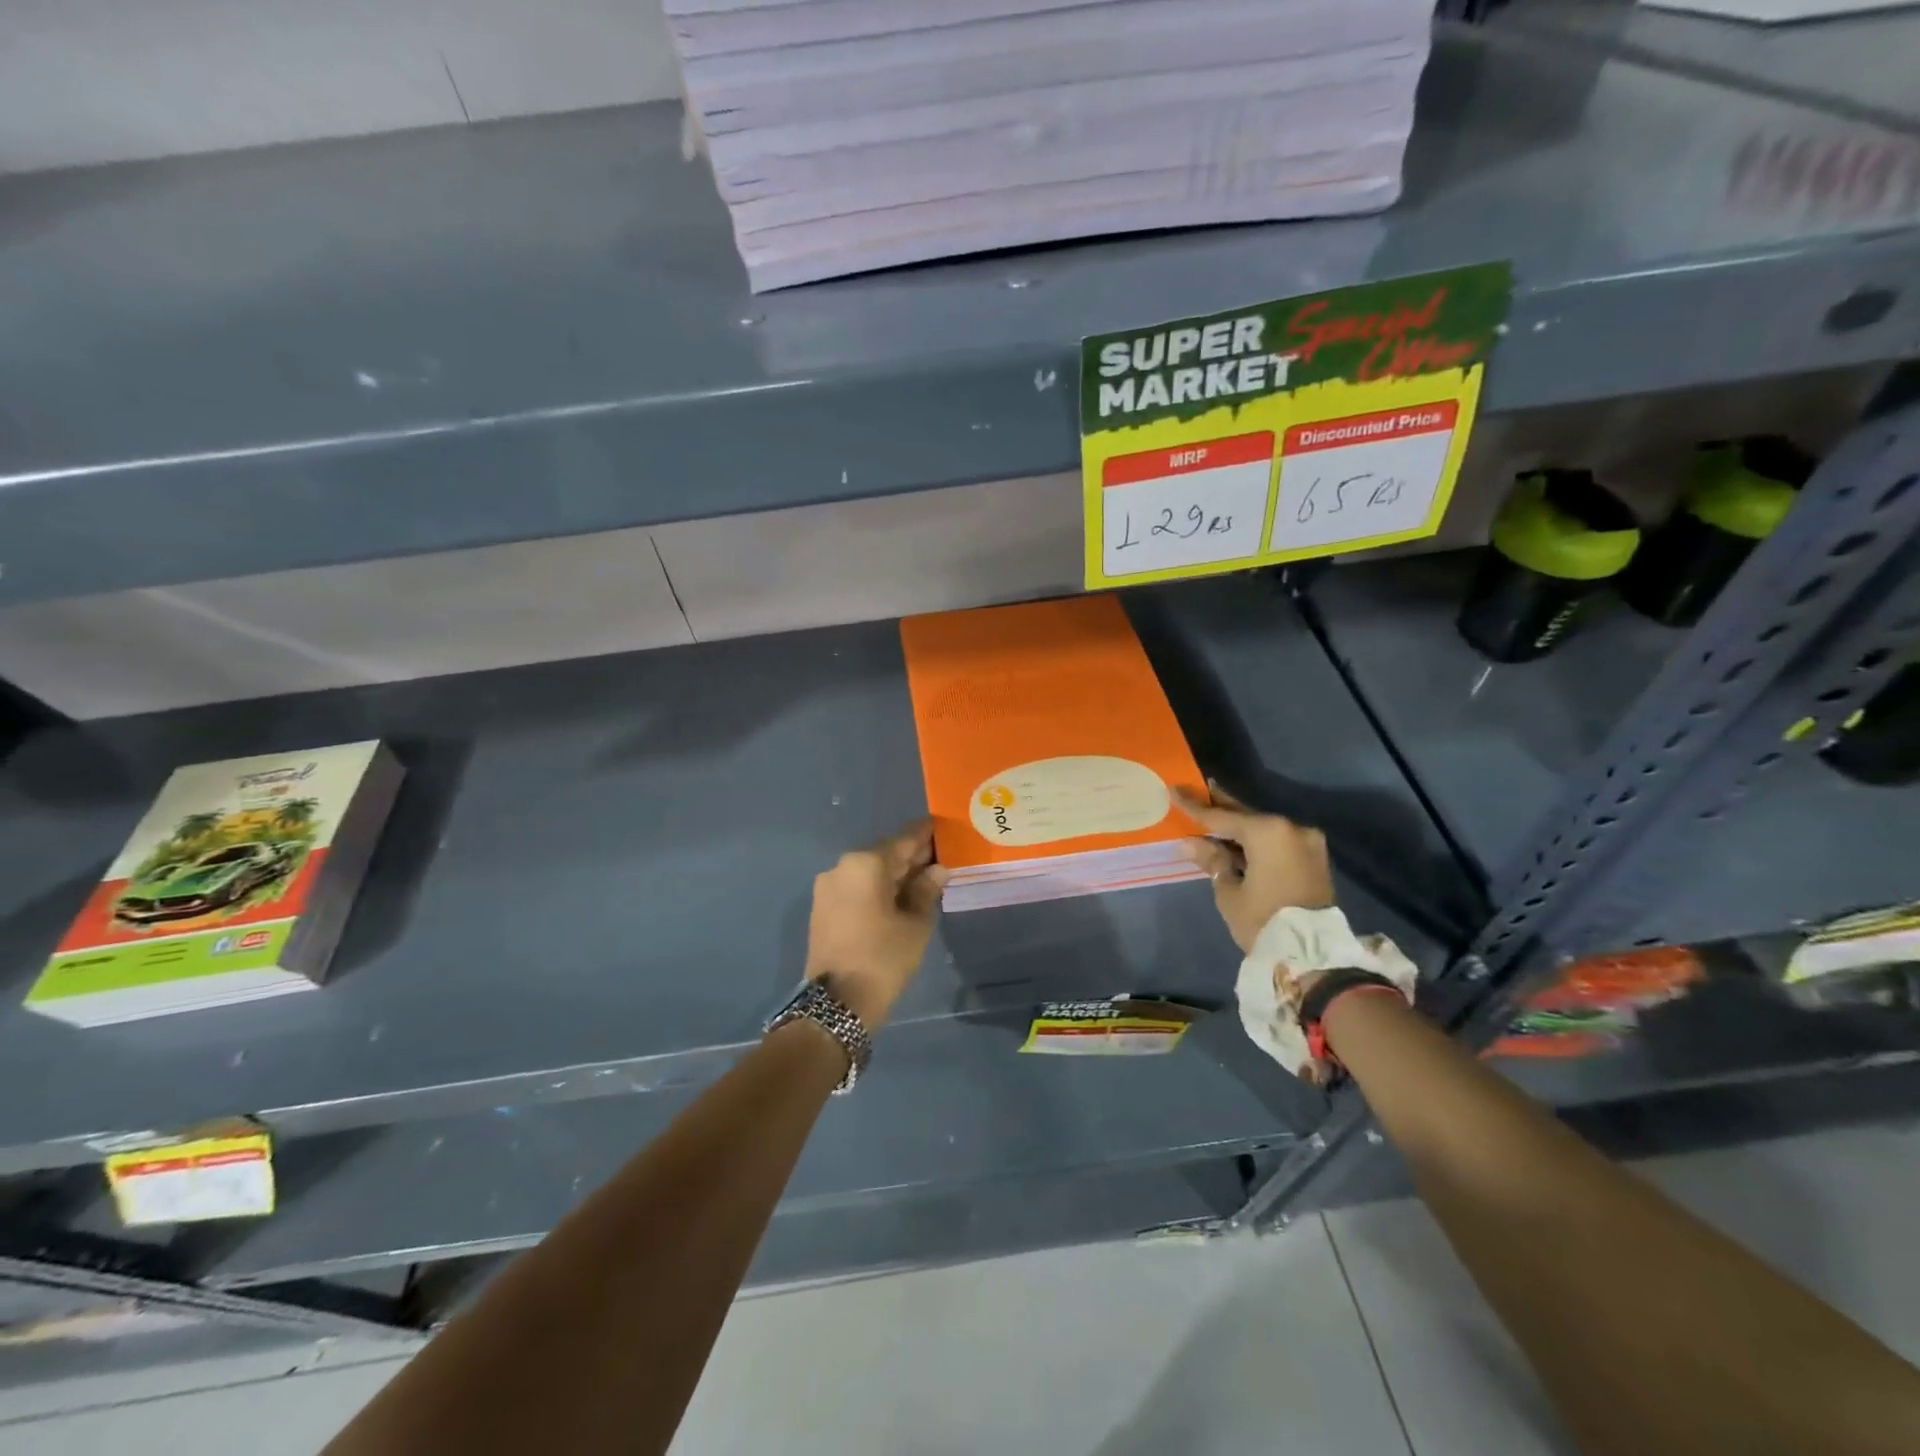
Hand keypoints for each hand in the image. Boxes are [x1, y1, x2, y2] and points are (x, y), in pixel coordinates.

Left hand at [804, 820, 950, 1029]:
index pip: (904, 840)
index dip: (926, 834)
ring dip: (893, 874)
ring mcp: (828, 886)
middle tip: (939, 858)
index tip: (943, 828)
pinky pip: (855, 887)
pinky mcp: (822, 907)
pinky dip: (876, 888)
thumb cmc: (883, 958)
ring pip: (869, 871)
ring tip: (922, 880)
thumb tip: (937, 869)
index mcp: (866, 863)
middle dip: (911, 856)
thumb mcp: (915, 924)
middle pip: (884, 854)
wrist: (837, 1004)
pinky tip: (897, 897)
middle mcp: (843, 866)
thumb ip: (927, 890)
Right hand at [1176, 784, 1333, 952]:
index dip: (1195, 807)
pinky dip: (1257, 840)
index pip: (1222, 816)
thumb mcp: (1229, 892)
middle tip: (1200, 789)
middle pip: (1247, 816)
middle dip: (1221, 806)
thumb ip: (1212, 860)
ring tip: (1214, 816)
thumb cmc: (1263, 920)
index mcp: (1268, 832)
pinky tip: (1237, 840)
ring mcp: (1307, 843)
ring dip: (1240, 826)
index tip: (1174, 789)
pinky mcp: (1314, 859)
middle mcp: (1291, 828)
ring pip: (1264, 828)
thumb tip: (1191, 842)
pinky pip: (1278, 841)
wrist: (1312, 956)